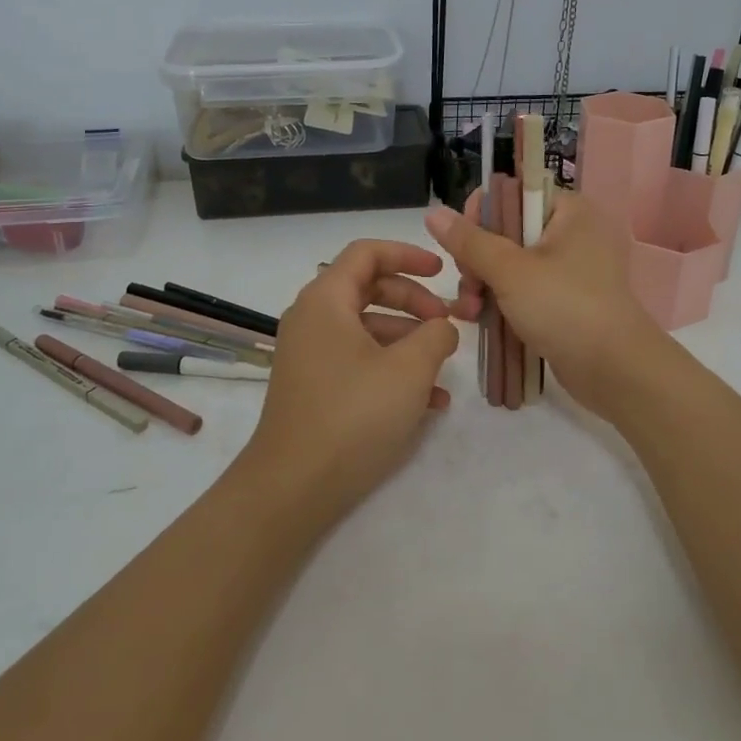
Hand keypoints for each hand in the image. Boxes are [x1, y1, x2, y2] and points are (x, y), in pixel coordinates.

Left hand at [236, 239, 460, 523]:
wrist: (293, 487)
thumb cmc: (353, 415)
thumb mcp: (409, 370)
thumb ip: (436, 335)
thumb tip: (443, 327)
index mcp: (326, 300)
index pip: (367, 253)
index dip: (408, 254)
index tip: (442, 272)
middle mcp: (312, 320)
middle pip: (369, 289)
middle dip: (414, 302)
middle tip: (447, 323)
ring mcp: (310, 355)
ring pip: (367, 329)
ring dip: (409, 341)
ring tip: (444, 370)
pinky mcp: (315, 387)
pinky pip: (358, 361)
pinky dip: (391, 369)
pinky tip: (429, 403)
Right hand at [425, 191, 665, 415]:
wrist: (615, 369)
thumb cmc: (564, 307)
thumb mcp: (510, 270)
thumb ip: (469, 241)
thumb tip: (433, 212)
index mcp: (567, 211)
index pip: (511, 195)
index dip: (480, 217)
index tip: (464, 247)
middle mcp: (571, 233)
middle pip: (505, 232)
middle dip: (477, 261)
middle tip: (469, 289)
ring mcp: (569, 270)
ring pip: (509, 265)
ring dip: (483, 285)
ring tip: (471, 313)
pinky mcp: (564, 301)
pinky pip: (523, 290)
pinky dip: (501, 302)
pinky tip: (478, 320)